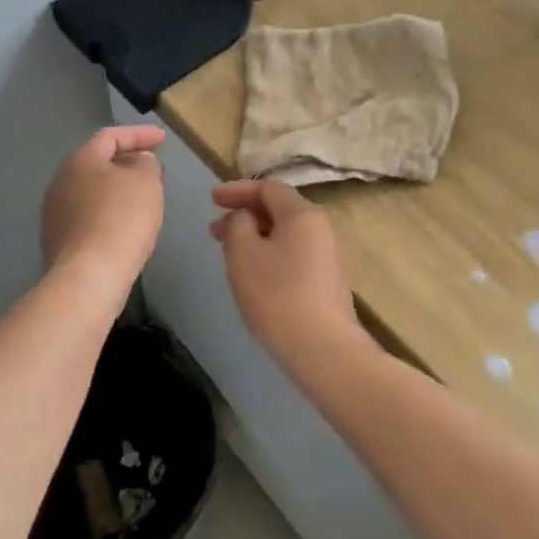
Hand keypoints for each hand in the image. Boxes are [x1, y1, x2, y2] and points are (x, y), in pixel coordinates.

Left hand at [41, 126, 166, 288]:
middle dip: (127, 162)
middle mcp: (61, 182)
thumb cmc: (122, 219)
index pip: (111, 136)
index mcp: (80, 161)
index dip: (139, 134)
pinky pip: (88, 217)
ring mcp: (55, 213)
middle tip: (152, 168)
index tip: (163, 139)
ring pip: (92, 191)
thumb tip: (138, 162)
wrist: (89, 277)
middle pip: (98, 163)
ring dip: (117, 190)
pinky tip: (124, 227)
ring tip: (141, 198)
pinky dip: (108, 214)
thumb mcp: (146, 182)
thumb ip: (146, 163)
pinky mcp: (58, 241)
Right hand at [210, 180, 368, 375]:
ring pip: (284, 234)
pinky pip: (292, 254)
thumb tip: (246, 218)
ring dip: (255, 236)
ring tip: (229, 253)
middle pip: (278, 210)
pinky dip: (269, 253)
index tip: (212, 199)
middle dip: (244, 215)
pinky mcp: (326, 281)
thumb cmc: (277, 294)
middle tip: (214, 230)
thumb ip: (238, 224)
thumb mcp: (243, 253)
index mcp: (302, 213)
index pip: (268, 188)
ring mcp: (326, 255)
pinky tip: (254, 275)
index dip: (237, 190)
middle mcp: (319, 227)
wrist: (323, 349)